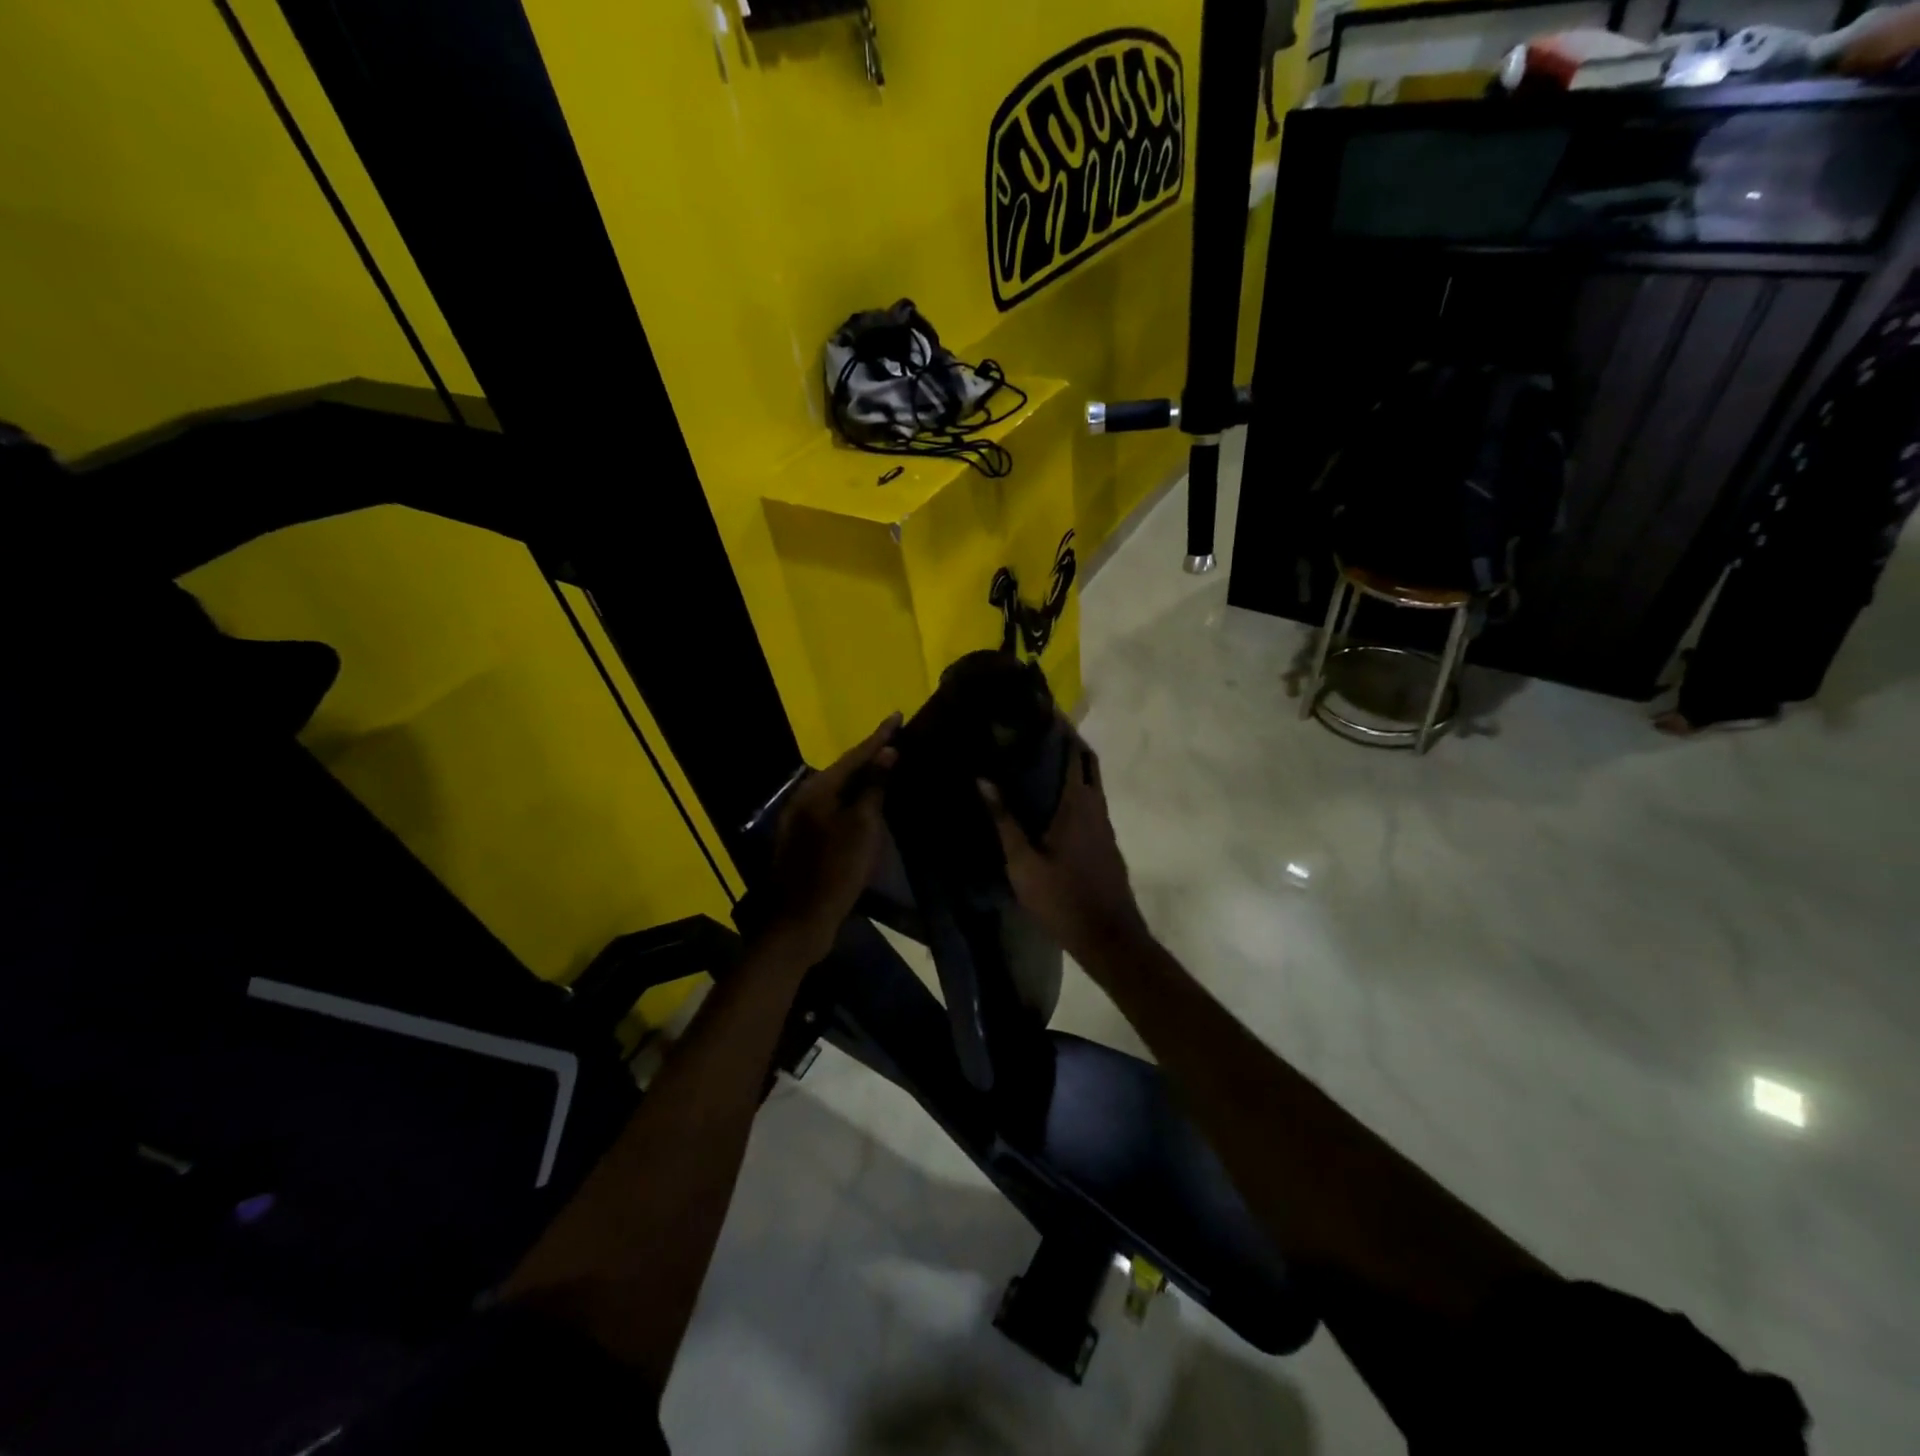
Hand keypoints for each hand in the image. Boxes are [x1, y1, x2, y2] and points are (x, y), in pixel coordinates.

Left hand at [768, 714, 899, 962]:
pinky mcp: (805, 838)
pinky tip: (869, 800)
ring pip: (839, 789)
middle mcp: (805, 798)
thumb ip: (874, 787)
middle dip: (870, 754)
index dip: (879, 737)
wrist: (801, 920)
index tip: (897, 715)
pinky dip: (854, 799)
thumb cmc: (836, 870)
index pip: (855, 756)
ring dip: (863, 777)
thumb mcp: (862, 827)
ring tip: (887, 764)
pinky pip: (835, 807)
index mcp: (817, 791)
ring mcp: (802, 819)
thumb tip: (887, 753)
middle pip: (844, 770)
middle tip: (896, 739)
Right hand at [979, 726, 1147, 967]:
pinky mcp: (1104, 840)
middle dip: (1068, 740)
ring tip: (1038, 755)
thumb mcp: (1023, 863)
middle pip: (1087, 761)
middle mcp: (1095, 806)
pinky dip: (1073, 786)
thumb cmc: (1062, 898)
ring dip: (1071, 763)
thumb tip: (982, 780)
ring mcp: (1104, 824)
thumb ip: (1004, 820)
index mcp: (1077, 804)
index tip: (1040, 708)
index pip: (1074, 752)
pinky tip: (1051, 798)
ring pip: (1090, 782)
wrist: (1108, 936)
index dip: (1060, 727)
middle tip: (1037, 727)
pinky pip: (1089, 800)